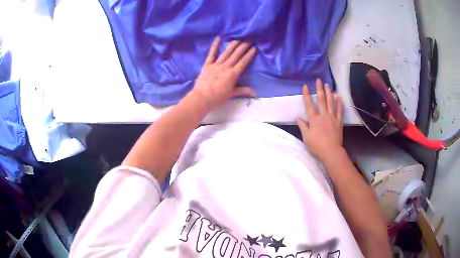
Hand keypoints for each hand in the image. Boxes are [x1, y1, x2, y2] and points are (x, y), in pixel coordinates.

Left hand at [190, 38, 256, 110]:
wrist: (201, 98)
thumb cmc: (217, 98)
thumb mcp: (231, 95)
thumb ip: (243, 91)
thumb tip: (255, 93)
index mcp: (233, 74)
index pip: (243, 62)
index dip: (249, 55)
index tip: (254, 48)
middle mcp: (225, 67)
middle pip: (236, 55)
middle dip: (243, 46)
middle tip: (249, 39)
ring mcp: (216, 65)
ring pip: (226, 53)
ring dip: (233, 45)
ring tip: (238, 38)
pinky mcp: (207, 65)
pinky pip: (211, 54)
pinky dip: (214, 46)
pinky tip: (218, 38)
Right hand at [296, 79, 343, 162]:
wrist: (331, 152)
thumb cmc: (317, 146)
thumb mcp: (306, 137)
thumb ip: (302, 126)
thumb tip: (297, 117)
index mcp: (314, 119)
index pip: (309, 105)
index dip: (307, 95)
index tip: (305, 86)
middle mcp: (323, 115)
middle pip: (321, 100)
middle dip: (319, 89)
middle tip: (319, 80)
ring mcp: (332, 117)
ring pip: (330, 102)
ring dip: (329, 92)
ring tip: (327, 84)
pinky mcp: (339, 121)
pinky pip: (339, 109)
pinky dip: (339, 102)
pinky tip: (338, 95)